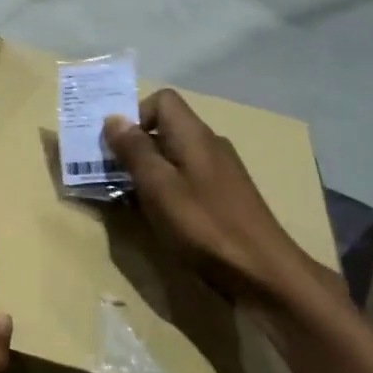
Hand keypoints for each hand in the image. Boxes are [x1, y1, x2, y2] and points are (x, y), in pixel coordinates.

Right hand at [102, 90, 322, 302]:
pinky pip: (185, 179)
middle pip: (165, 128)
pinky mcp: (223, 197)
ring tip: (129, 199)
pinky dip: (165, 190)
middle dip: (134, 147)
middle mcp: (209, 145)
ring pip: (173, 156)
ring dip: (146, 171)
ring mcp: (220, 172)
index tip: (115, 146)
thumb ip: (134, 150)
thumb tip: (113, 119)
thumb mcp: (158, 186)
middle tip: (111, 175)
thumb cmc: (204, 225)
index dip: (134, 115)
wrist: (262, 273)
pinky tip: (158, 216)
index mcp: (194, 135)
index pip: (162, 99)